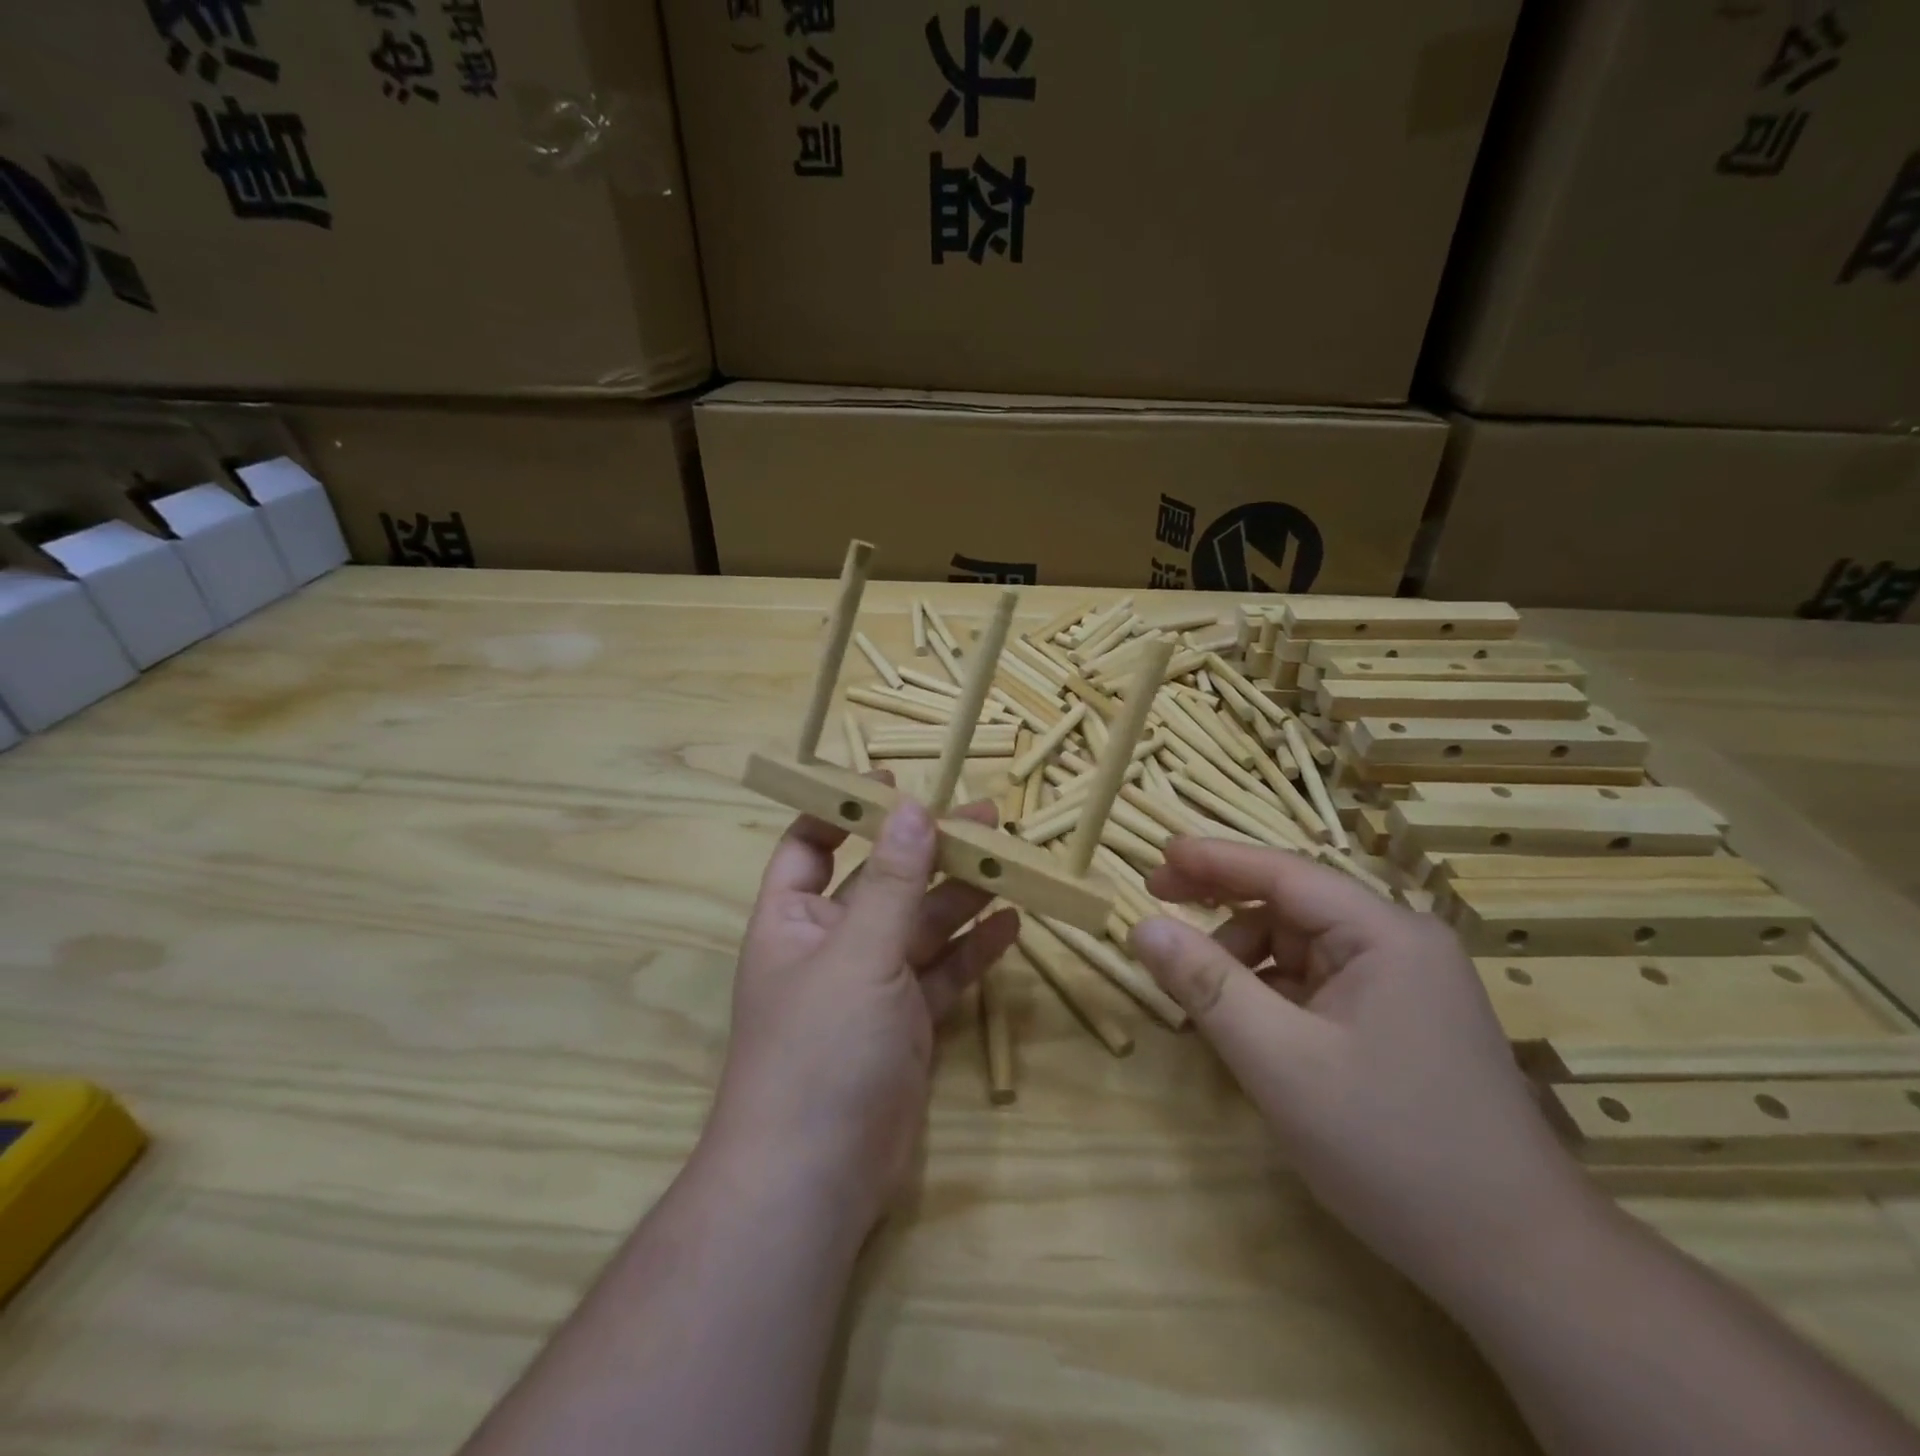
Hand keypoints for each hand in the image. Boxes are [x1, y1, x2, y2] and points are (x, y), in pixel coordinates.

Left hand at [711, 784, 1019, 1233]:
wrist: (816, 1179)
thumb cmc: (820, 1048)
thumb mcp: (858, 953)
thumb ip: (890, 881)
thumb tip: (910, 808)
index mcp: (794, 919)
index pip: (810, 845)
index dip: (845, 810)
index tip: (891, 780)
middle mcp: (832, 945)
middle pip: (883, 881)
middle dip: (929, 850)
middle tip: (986, 817)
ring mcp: (872, 987)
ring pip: (922, 926)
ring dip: (961, 895)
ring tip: (1010, 860)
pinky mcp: (907, 1025)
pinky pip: (944, 975)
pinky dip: (973, 951)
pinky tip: (1011, 925)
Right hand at [1128, 837, 1595, 1296]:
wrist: (1517, 1262)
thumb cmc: (1392, 1148)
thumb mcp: (1279, 1062)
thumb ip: (1206, 985)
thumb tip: (1142, 926)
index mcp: (1385, 934)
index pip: (1284, 872)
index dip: (1214, 858)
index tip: (1157, 852)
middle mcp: (1400, 945)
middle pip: (1292, 908)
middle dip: (1223, 912)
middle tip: (1158, 914)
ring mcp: (1404, 985)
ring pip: (1301, 950)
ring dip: (1244, 964)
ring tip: (1201, 1000)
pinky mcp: (1399, 1022)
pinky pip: (1318, 986)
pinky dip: (1272, 996)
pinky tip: (1247, 1028)